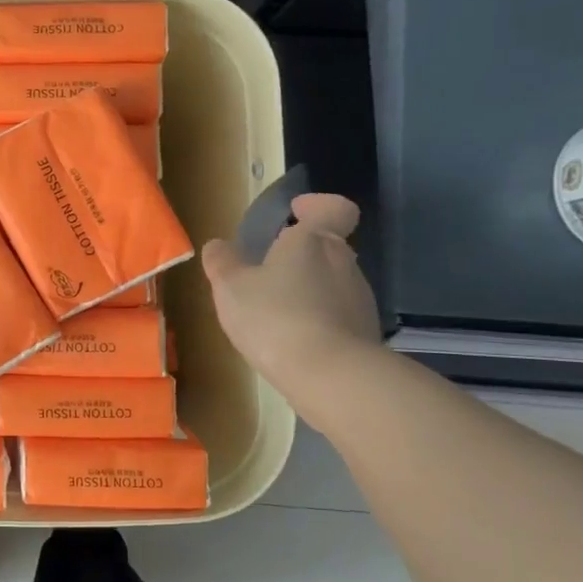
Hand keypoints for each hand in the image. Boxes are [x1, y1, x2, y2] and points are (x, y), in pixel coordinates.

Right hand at [201, 193, 381, 408]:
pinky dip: (318, 319)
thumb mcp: (230, 288)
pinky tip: (293, 340)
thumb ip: (222, 263)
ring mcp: (360, 298)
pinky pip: (338, 314)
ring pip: (332, 281)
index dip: (317, 206)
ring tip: (275, 312)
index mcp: (314, 240)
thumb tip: (217, 245)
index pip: (334, 208)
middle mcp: (344, 262)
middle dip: (300, 255)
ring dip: (308, 289)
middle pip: (328, 246)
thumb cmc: (274, 317)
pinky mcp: (365, 333)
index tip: (296, 212)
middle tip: (267, 271)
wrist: (330, 375)